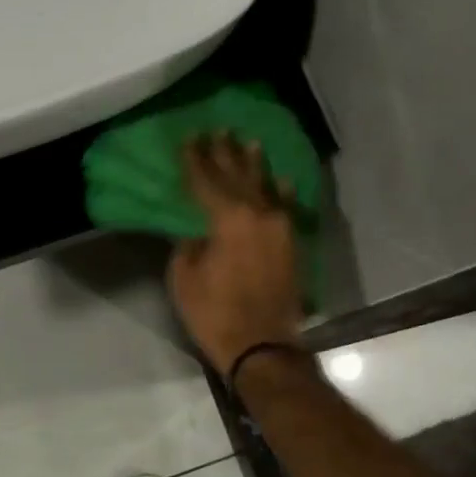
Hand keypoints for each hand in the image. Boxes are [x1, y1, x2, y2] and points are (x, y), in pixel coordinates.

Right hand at [167, 133, 303, 376]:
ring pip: (265, 187)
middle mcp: (258, 214)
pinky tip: (281, 181)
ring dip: (255, 165)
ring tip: (250, 143)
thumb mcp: (184, 278)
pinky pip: (286, 208)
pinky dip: (282, 193)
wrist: (264, 345)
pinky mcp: (291, 244)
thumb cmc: (215, 313)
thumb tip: (197, 233)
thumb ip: (188, 246)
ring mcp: (279, 228)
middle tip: (219, 131)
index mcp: (227, 218)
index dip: (195, 159)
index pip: (206, 180)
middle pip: (238, 176)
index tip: (190, 138)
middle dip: (226, 153)